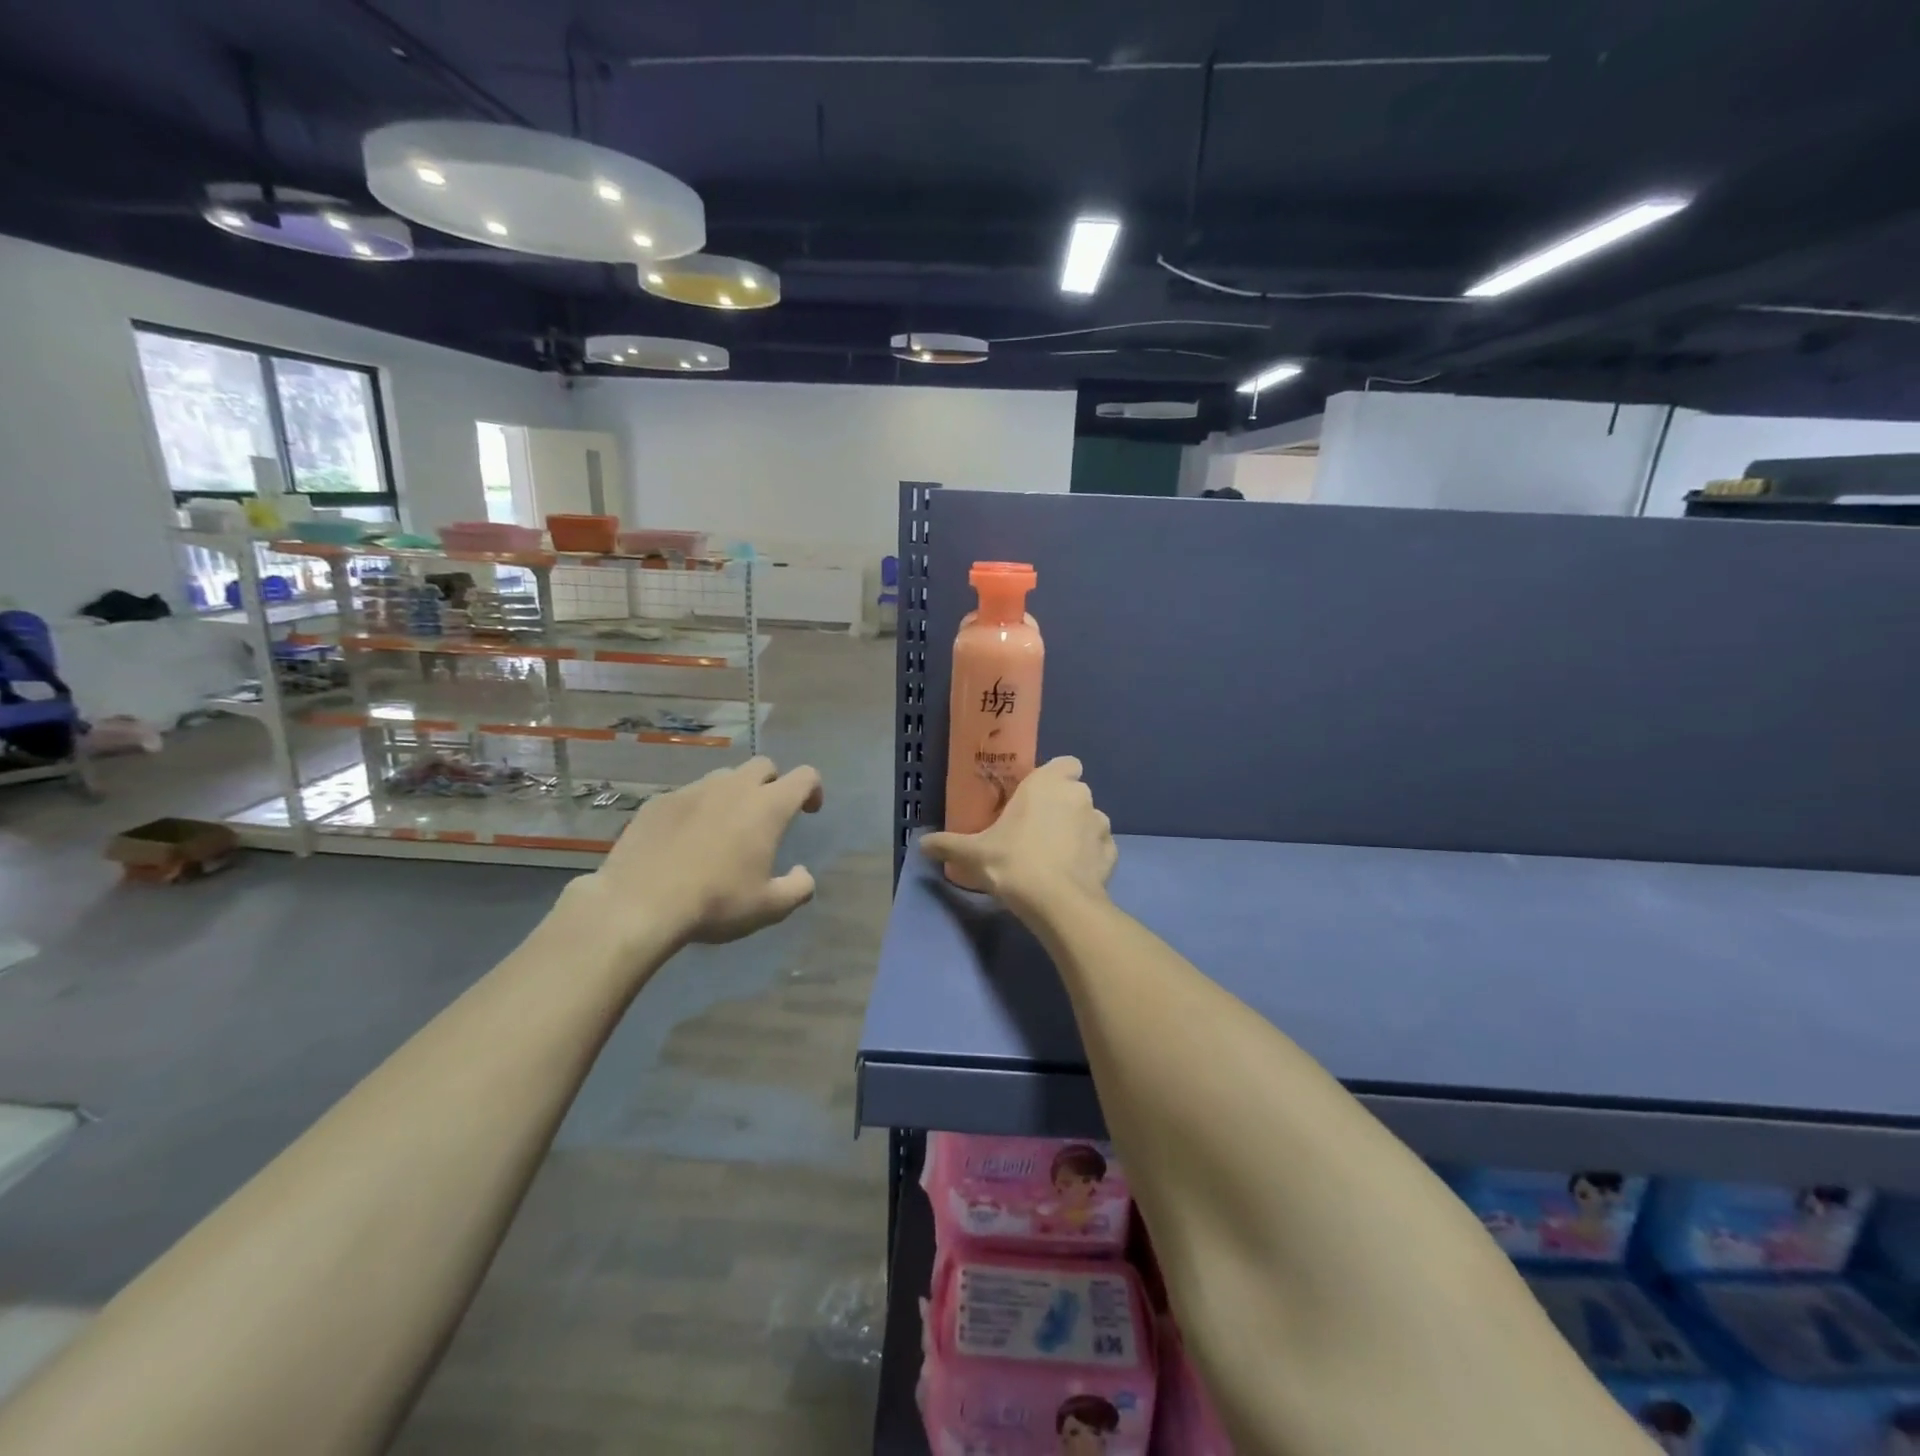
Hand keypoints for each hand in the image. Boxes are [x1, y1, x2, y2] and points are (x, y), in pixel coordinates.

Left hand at [573, 756, 824, 948]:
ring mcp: (692, 790)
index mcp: (767, 807)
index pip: (804, 776)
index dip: (813, 789)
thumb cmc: (715, 903)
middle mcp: (733, 787)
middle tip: (766, 817)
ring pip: (724, 777)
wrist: (639, 904)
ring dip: (734, 794)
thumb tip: (803, 873)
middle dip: (772, 784)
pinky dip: (697, 809)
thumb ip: (798, 888)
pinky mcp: (659, 802)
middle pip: (763, 766)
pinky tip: (685, 840)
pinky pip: (688, 795)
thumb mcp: (769, 908)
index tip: (808, 812)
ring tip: (724, 827)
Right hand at [921, 757, 1114, 913]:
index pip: (1066, 763)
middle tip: (1036, 830)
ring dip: (1077, 831)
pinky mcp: (1113, 854)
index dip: (1055, 777)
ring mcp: (1101, 825)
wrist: (1058, 903)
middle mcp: (1079, 796)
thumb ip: (947, 844)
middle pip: (1075, 792)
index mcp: (1048, 784)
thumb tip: (920, 844)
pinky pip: (1100, 849)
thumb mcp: (973, 854)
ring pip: (1091, 820)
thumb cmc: (1014, 862)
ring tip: (1055, 856)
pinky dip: (1090, 857)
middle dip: (1062, 806)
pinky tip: (1072, 875)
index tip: (1036, 797)